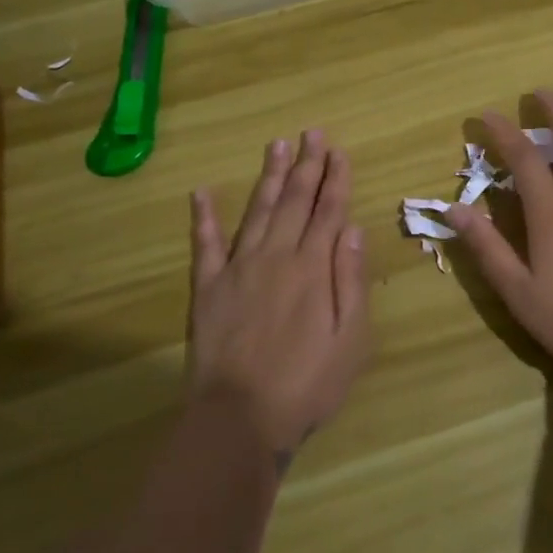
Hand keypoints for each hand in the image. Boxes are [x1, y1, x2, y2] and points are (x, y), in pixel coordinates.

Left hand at [187, 131, 371, 459]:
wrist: (239, 419)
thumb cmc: (306, 385)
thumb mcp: (350, 340)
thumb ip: (351, 281)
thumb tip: (351, 229)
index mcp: (313, 269)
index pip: (329, 212)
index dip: (335, 179)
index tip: (339, 151)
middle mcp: (276, 257)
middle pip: (295, 201)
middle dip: (307, 165)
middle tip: (312, 132)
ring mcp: (237, 269)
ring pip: (257, 211)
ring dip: (268, 177)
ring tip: (277, 145)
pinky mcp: (207, 288)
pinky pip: (204, 244)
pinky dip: (203, 217)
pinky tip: (202, 192)